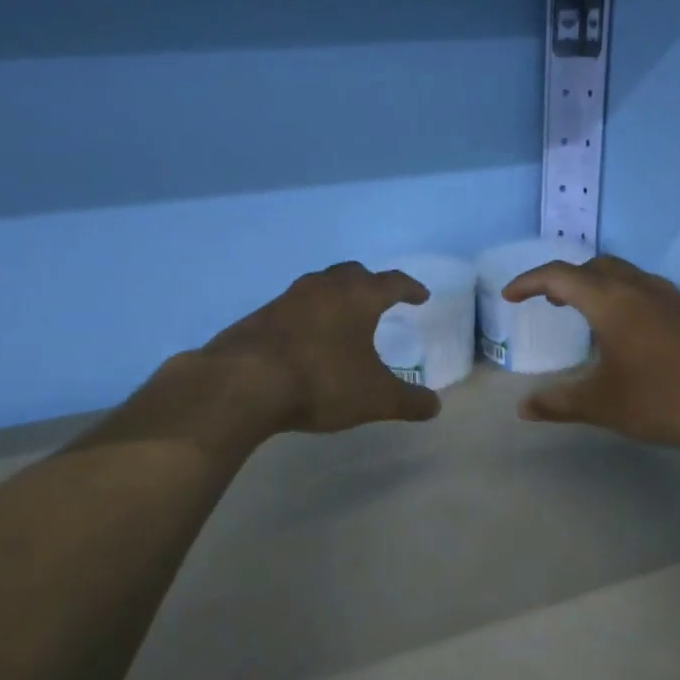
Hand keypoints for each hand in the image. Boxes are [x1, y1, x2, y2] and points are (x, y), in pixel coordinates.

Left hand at [199, 262, 442, 434]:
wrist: (244, 383)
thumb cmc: (322, 381)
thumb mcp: (375, 397)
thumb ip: (409, 401)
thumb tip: (435, 406)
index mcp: (358, 297)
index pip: (392, 282)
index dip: (410, 288)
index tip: (421, 296)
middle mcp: (323, 287)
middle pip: (353, 273)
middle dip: (370, 284)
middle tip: (380, 300)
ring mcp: (287, 298)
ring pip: (319, 286)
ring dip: (335, 297)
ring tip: (342, 319)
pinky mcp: (260, 316)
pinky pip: (293, 307)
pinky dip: (308, 316)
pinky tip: (306, 340)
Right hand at [502, 256, 679, 449]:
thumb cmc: (665, 397)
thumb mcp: (604, 404)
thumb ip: (560, 403)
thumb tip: (524, 408)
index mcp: (610, 300)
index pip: (559, 275)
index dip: (529, 282)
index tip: (510, 296)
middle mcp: (639, 287)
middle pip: (594, 266)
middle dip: (565, 278)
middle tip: (549, 302)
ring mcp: (671, 296)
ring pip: (624, 274)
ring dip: (597, 285)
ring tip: (586, 314)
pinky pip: (646, 290)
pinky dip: (623, 298)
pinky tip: (630, 332)